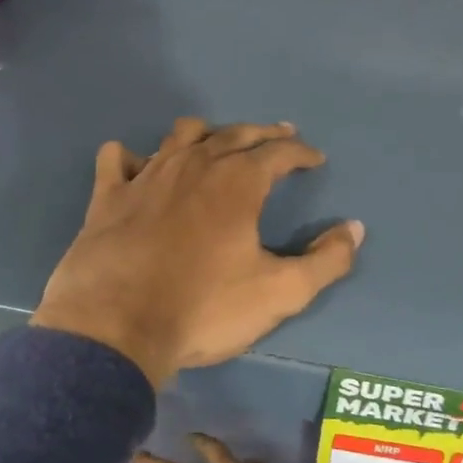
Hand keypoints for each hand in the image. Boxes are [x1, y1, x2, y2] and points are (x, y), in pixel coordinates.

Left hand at [31, 118, 363, 385]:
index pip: (278, 153)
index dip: (301, 152)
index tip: (315, 158)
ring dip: (206, 134)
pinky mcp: (108, 197)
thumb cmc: (204, 309)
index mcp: (237, 184)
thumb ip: (325, 262)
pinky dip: (132, 156)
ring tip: (217, 143)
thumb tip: (354, 229)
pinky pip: (118, 159)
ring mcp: (146, 177)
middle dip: (261, 134)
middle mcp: (193, 166)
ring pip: (180, 136)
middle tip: (278, 135)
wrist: (116, 328)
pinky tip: (137, 166)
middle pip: (233, 135)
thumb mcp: (279, 293)